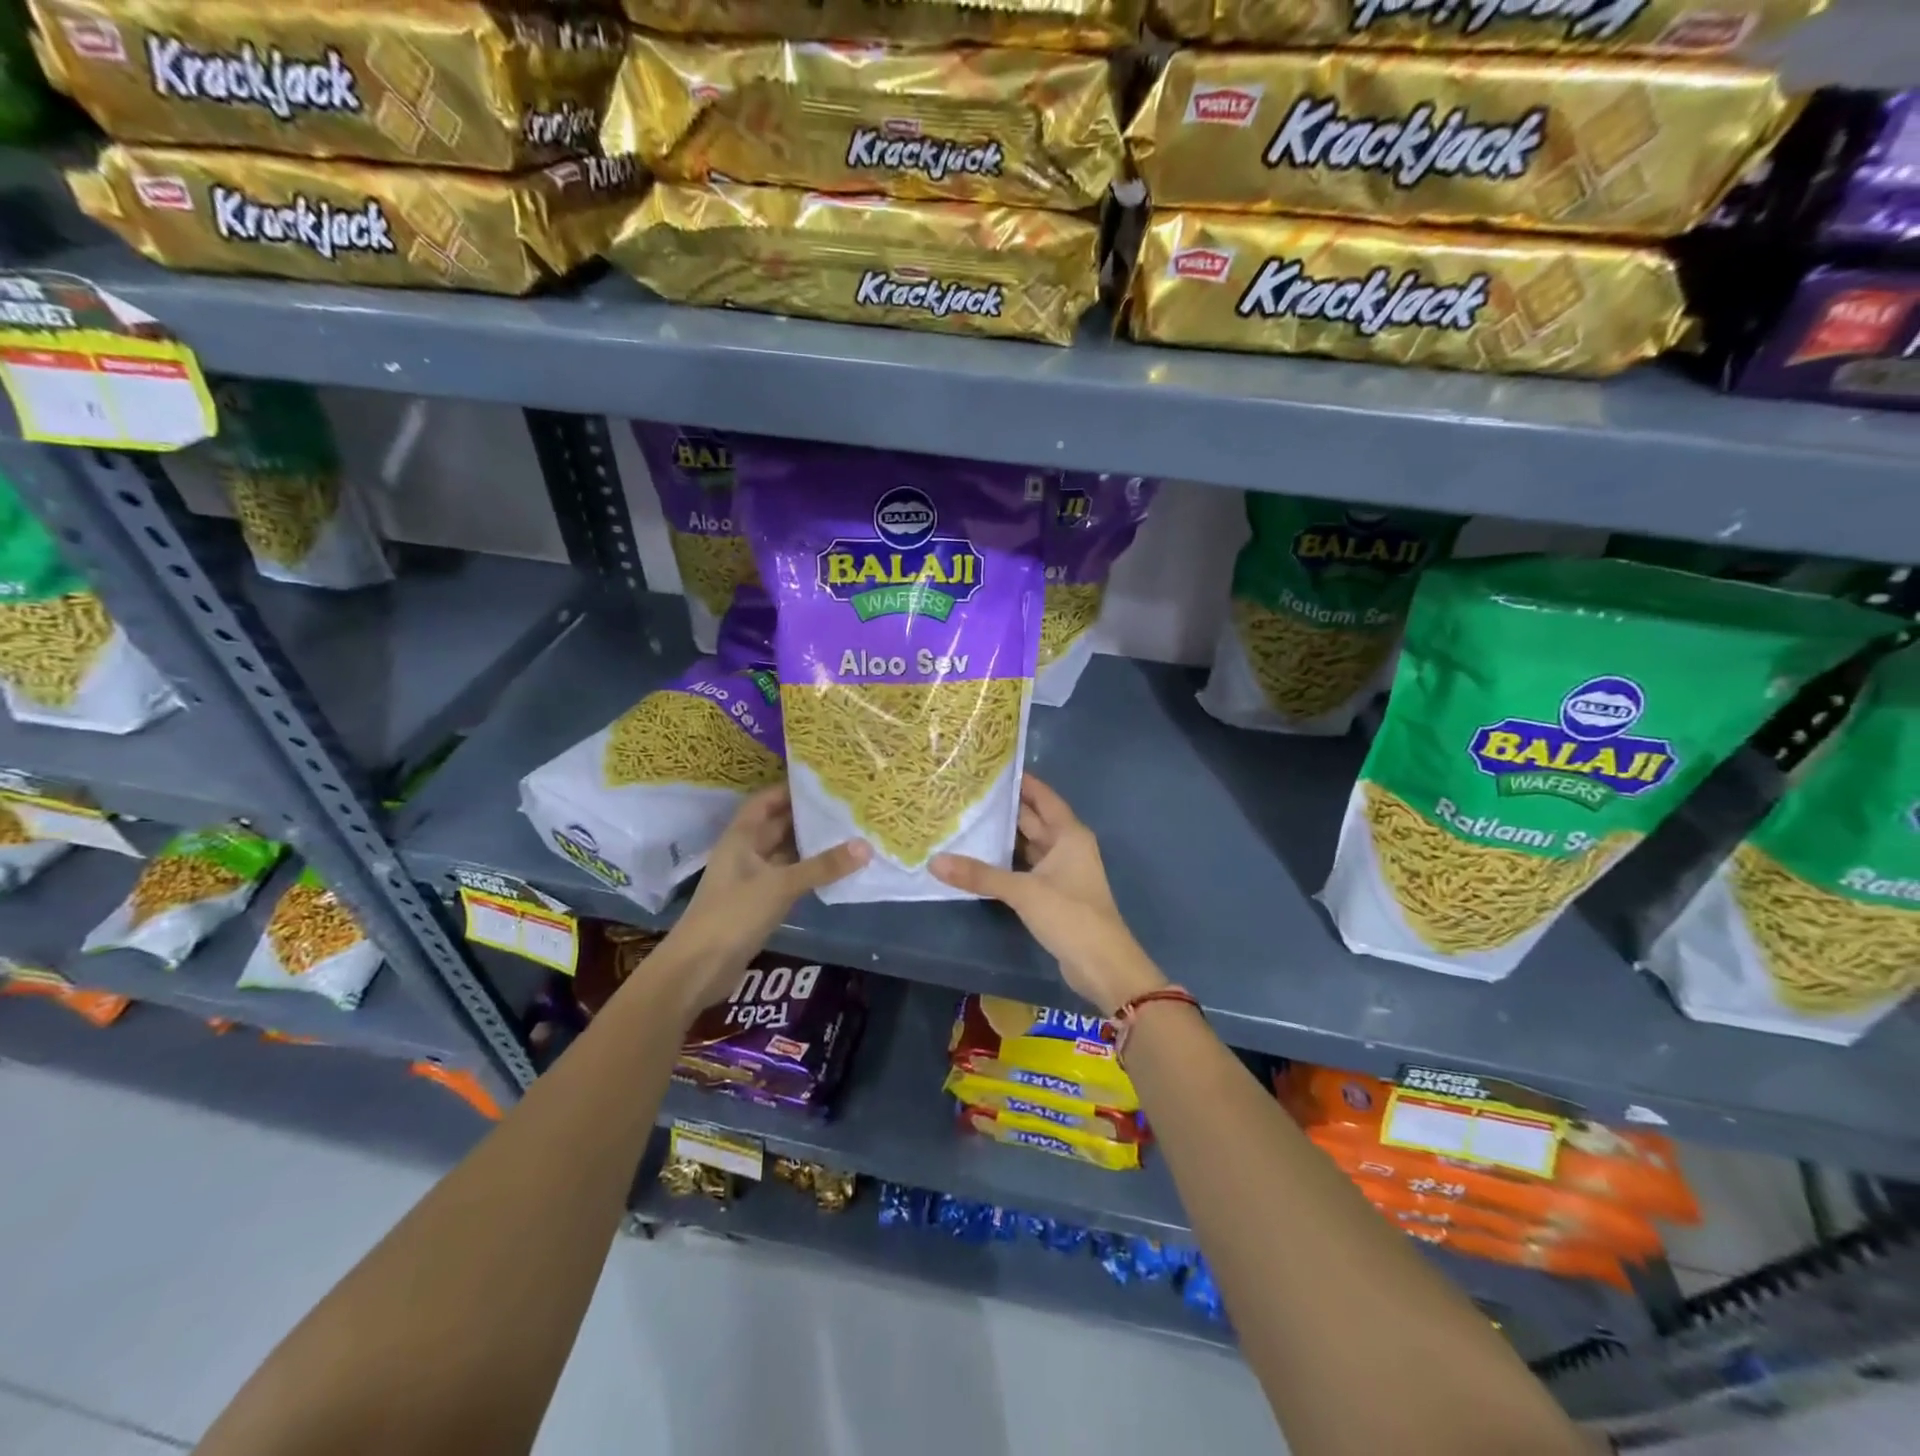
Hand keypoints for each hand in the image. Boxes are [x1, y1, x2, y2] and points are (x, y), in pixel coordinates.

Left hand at [655, 786, 868, 1016]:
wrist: (699, 968)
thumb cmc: (733, 914)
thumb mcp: (780, 885)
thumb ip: (822, 866)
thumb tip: (866, 846)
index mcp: (740, 838)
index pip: (765, 801)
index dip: (789, 789)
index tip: (822, 782)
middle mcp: (745, 853)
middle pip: (777, 825)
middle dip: (807, 817)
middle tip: (845, 807)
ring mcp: (751, 879)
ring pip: (785, 853)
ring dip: (810, 846)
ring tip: (848, 833)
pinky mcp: (758, 903)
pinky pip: (788, 878)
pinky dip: (808, 872)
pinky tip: (834, 870)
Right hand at [932, 775, 1165, 1016]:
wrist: (1102, 964)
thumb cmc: (1070, 915)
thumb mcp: (1023, 891)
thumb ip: (980, 876)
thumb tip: (935, 862)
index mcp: (1069, 835)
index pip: (1043, 797)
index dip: (1022, 782)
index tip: (992, 767)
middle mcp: (1067, 847)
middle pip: (1034, 819)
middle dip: (1006, 808)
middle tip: (970, 793)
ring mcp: (1062, 872)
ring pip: (1029, 845)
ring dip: (1005, 836)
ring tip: (969, 820)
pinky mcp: (1053, 894)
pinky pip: (1026, 868)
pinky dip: (1007, 862)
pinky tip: (982, 859)